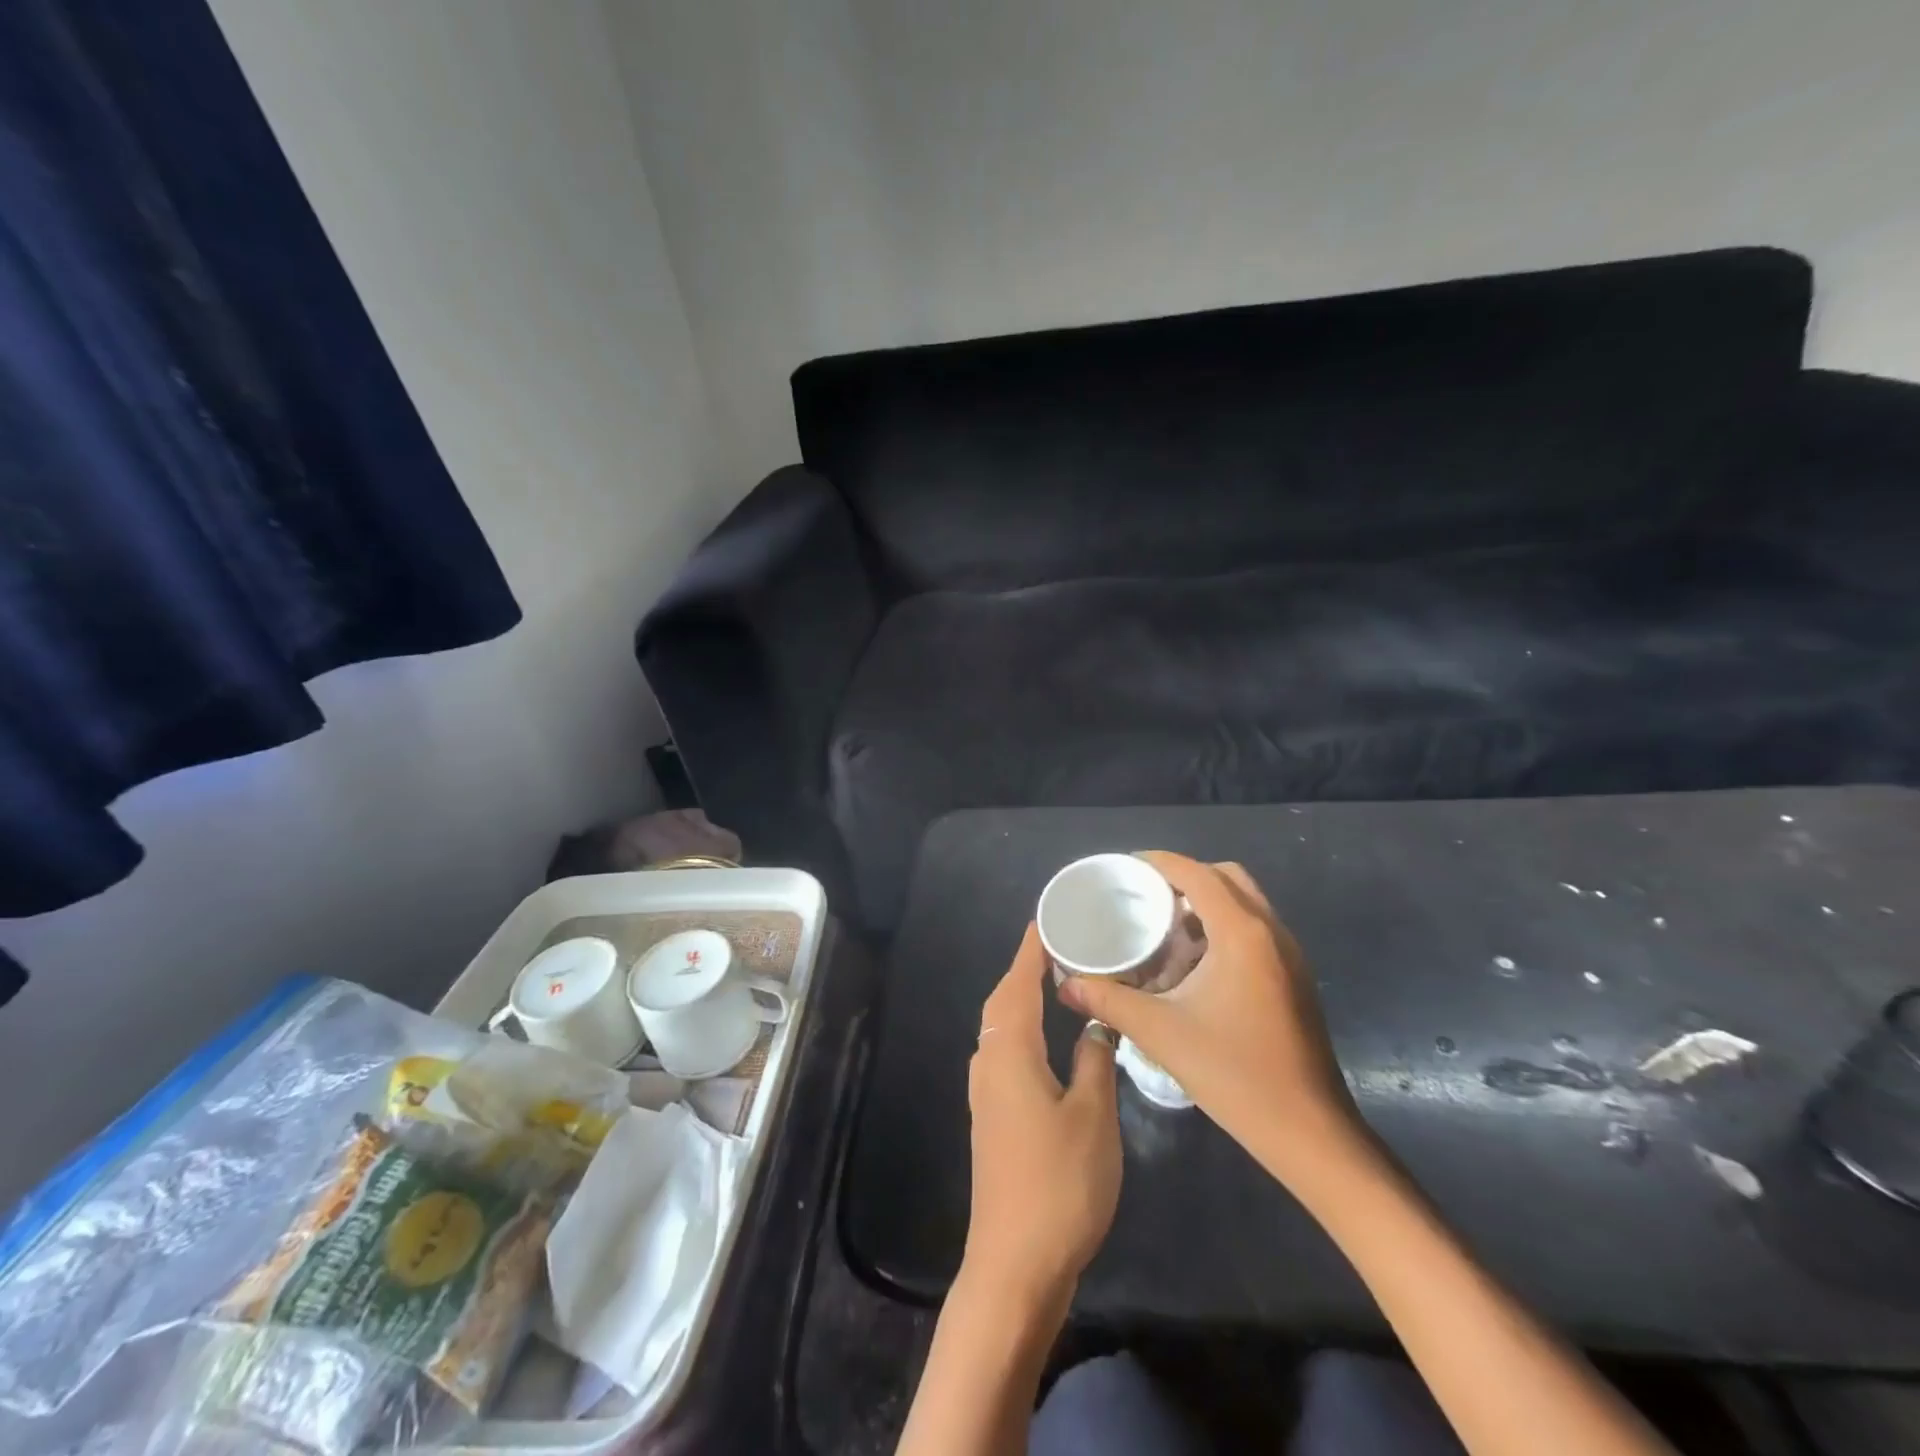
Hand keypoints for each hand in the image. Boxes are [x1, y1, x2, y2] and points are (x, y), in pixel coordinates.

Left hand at [962, 922, 1121, 1307]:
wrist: (1015, 1262)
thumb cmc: (1059, 1182)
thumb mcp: (1092, 1116)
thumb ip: (1094, 1060)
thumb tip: (1096, 1022)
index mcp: (1010, 1053)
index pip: (1017, 983)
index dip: (1030, 950)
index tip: (1046, 919)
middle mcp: (989, 1063)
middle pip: (1003, 1002)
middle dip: (1025, 969)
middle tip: (1060, 946)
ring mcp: (986, 1092)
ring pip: (1001, 1028)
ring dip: (1022, 998)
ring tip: (1056, 981)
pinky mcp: (992, 1117)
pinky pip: (1005, 1052)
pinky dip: (1023, 1030)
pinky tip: (1047, 1039)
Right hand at [1059, 852, 1363, 1186]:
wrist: (1309, 1132)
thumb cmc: (1235, 1073)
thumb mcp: (1162, 1033)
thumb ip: (1109, 1001)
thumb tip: (1067, 986)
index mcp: (1242, 934)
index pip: (1198, 874)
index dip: (1160, 862)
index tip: (1126, 867)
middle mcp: (1271, 932)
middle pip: (1227, 878)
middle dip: (1185, 877)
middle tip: (1146, 895)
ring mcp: (1289, 955)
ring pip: (1245, 903)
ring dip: (1207, 902)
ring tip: (1164, 925)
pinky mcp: (1294, 978)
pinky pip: (1256, 930)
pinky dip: (1224, 926)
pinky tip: (1195, 963)